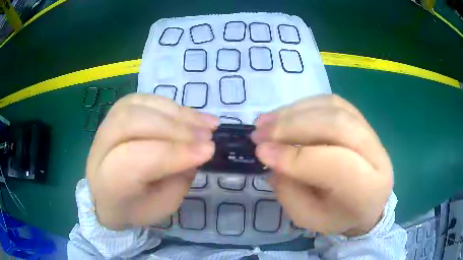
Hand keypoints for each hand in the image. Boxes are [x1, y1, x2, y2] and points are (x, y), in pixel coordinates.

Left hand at [86, 94, 217, 229]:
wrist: (107, 195)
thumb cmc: (135, 207)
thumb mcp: (163, 205)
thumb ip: (179, 178)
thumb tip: (196, 148)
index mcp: (108, 185)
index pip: (135, 160)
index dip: (173, 153)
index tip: (208, 151)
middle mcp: (99, 151)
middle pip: (131, 124)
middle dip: (175, 128)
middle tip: (207, 135)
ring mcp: (103, 128)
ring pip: (137, 107)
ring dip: (176, 113)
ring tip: (204, 123)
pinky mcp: (113, 115)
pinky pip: (141, 100)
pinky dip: (167, 105)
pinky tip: (186, 115)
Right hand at [252, 95, 392, 235]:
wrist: (366, 202)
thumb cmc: (338, 216)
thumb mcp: (309, 218)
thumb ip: (289, 192)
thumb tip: (273, 156)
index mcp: (368, 190)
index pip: (336, 165)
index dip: (296, 157)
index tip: (261, 152)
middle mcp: (377, 156)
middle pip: (337, 126)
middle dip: (292, 127)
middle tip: (259, 133)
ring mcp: (372, 133)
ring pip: (333, 108)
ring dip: (294, 112)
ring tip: (265, 121)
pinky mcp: (362, 120)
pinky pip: (332, 103)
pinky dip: (304, 106)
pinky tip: (286, 115)